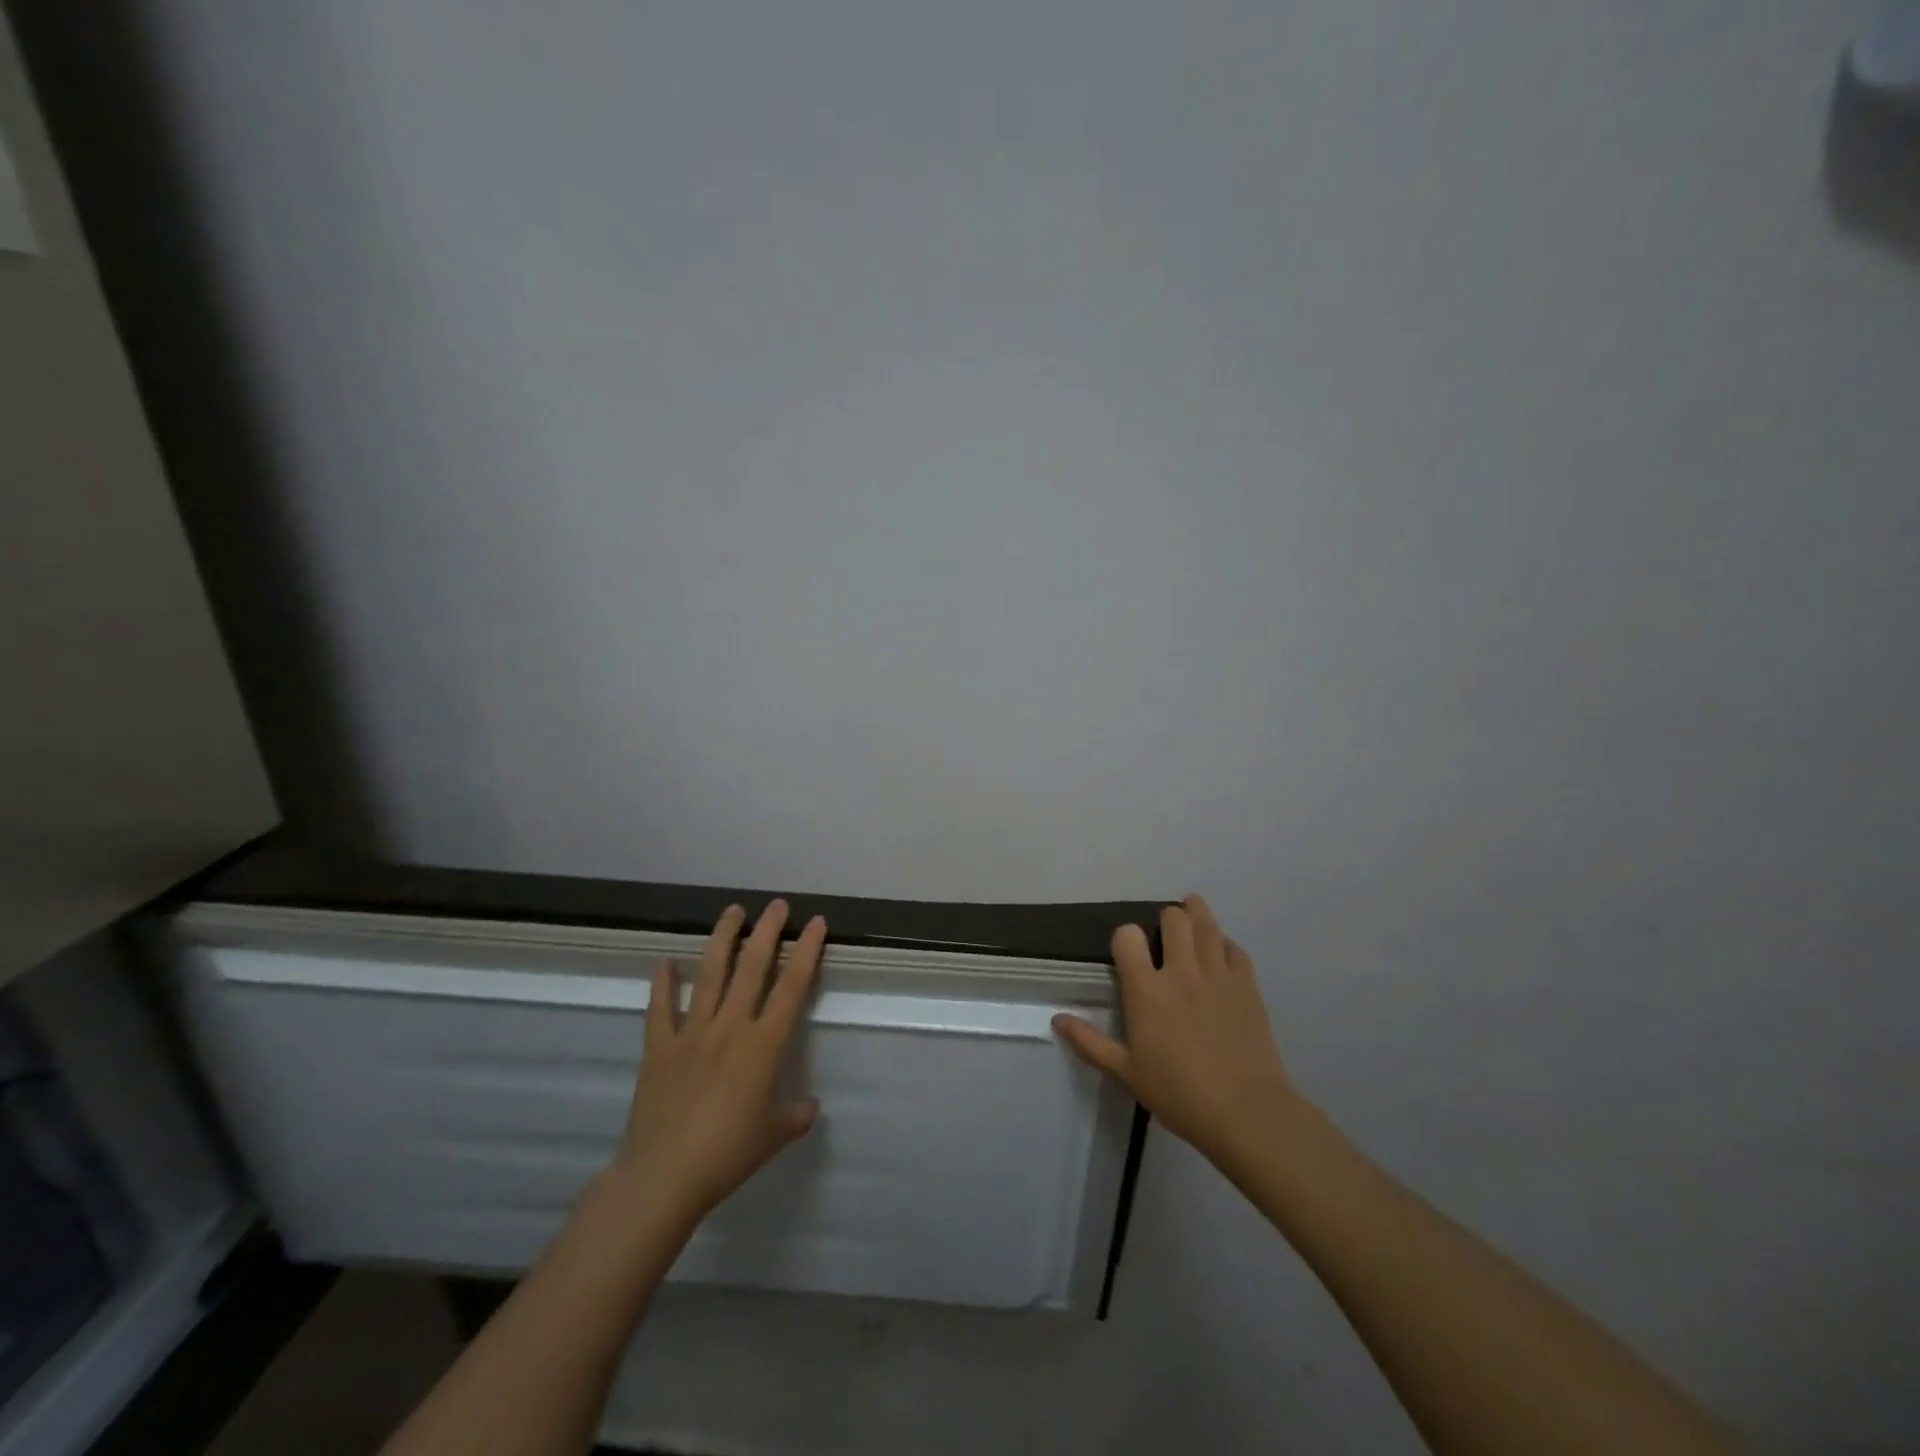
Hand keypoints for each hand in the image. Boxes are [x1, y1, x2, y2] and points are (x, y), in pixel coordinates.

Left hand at [606, 901, 824, 1226]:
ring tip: (732, 912)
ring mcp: (692, 1033)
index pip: (793, 986)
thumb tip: (811, 1106)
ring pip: (710, 975)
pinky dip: (662, 984)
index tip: (815, 923)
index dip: (806, 951)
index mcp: (764, 1044)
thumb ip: (796, 1115)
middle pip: (752, 967)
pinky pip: (661, 1009)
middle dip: (767, 931)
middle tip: (776, 904)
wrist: (665, 1175)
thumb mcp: (774, 1136)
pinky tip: (665, 963)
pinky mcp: (659, 1047)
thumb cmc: (728, 1154)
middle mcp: (731, 1027)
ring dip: (722, 940)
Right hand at [1053, 893, 1293, 1166]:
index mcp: (1146, 989)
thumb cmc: (1178, 1093)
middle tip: (1164, 931)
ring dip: (1196, 913)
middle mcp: (1181, 971)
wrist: (1245, 1111)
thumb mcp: (1126, 1073)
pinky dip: (1225, 944)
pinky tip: (1221, 950)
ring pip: (1206, 925)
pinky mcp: (1247, 985)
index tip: (1127, 948)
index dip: (1125, 936)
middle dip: (1166, 918)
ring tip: (1191, 909)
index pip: (1128, 937)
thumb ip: (1090, 1043)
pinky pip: (1235, 949)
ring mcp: (1217, 974)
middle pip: (1173, 919)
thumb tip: (1056, 1019)